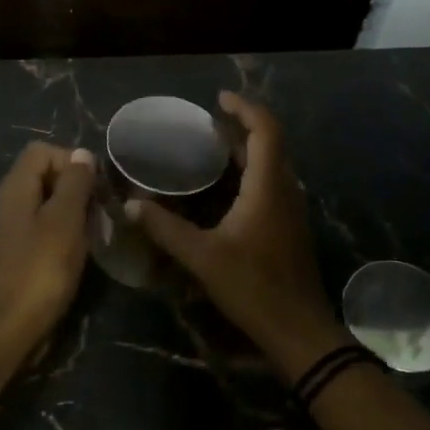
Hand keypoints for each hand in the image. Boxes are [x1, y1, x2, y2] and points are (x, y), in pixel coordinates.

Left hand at [0, 142, 97, 344]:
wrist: (11, 327)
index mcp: (14, 188)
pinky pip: (40, 228)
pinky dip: (61, 232)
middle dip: (74, 186)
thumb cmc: (41, 269)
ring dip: (70, 211)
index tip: (93, 185)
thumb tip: (82, 155)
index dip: (70, 160)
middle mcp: (6, 203)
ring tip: (92, 232)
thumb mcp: (65, 220)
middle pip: (42, 175)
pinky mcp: (14, 254)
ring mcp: (8, 230)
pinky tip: (77, 252)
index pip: (41, 151)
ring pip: (44, 203)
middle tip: (98, 210)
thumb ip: (74, 183)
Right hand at [125, 92, 346, 379]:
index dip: (244, 108)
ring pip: (272, 165)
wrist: (299, 331)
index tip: (218, 99)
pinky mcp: (289, 227)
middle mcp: (285, 190)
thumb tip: (130, 206)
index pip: (265, 130)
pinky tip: (225, 189)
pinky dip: (250, 172)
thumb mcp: (202, 257)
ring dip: (247, 150)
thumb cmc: (253, 287)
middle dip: (241, 127)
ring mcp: (291, 209)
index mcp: (268, 187)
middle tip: (206, 124)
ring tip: (212, 148)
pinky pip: (271, 184)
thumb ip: (165, 229)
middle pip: (269, 144)